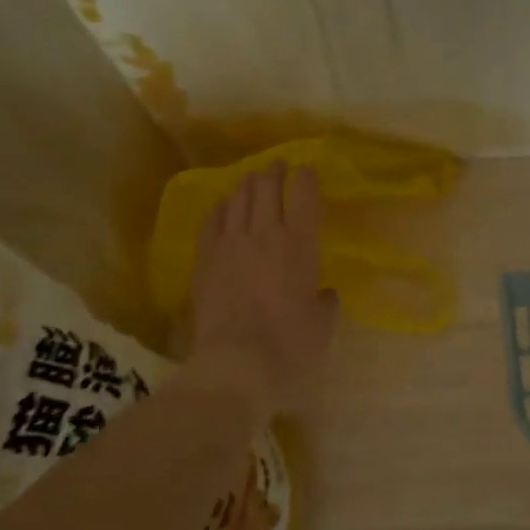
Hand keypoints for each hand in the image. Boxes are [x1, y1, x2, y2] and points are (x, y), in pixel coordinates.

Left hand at [182, 164, 337, 425]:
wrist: (236, 363)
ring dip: (247, 183)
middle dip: (274, 171)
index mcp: (299, 244)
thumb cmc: (290, 347)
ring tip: (252, 180)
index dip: (306, 176)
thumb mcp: (321, 326)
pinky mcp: (205, 259)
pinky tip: (223, 207)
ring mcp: (230, 243)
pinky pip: (212, 220)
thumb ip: (325, 303)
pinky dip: (221, 208)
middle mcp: (264, 233)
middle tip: (278, 166)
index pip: (303, 194)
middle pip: (266, 185)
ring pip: (237, 197)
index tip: (307, 171)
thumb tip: (324, 293)